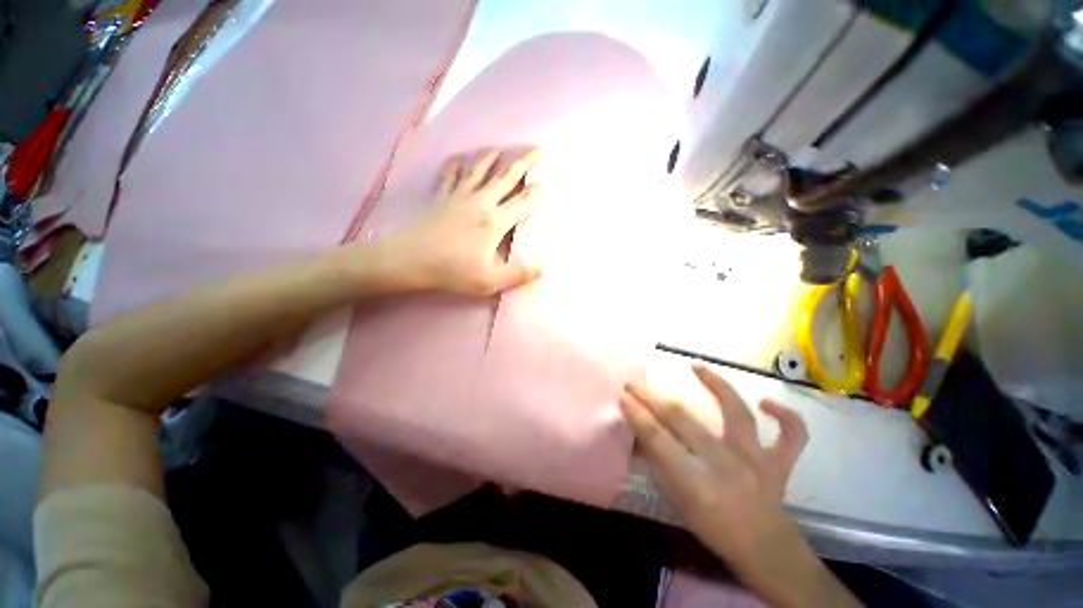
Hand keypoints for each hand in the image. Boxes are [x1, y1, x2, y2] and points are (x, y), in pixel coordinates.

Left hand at [371, 147, 542, 296]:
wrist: (411, 260)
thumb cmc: (453, 271)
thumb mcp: (490, 281)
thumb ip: (518, 274)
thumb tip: (542, 267)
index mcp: (495, 221)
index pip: (522, 203)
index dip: (536, 194)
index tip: (546, 184)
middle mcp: (481, 202)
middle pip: (506, 177)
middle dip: (524, 162)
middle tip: (537, 149)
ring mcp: (459, 196)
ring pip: (480, 170)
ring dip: (492, 157)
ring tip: (500, 148)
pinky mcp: (442, 197)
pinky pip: (451, 174)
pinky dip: (456, 164)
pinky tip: (459, 159)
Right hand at [622, 365, 854, 606]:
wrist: (765, 553)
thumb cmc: (714, 529)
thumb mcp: (677, 502)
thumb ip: (659, 465)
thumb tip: (640, 435)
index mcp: (696, 481)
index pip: (658, 439)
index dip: (638, 415)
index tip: (623, 396)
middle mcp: (725, 464)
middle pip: (684, 420)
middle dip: (653, 398)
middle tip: (635, 384)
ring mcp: (756, 460)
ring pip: (737, 413)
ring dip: (717, 385)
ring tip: (697, 366)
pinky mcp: (779, 463)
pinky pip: (793, 437)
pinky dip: (787, 418)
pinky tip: (767, 403)